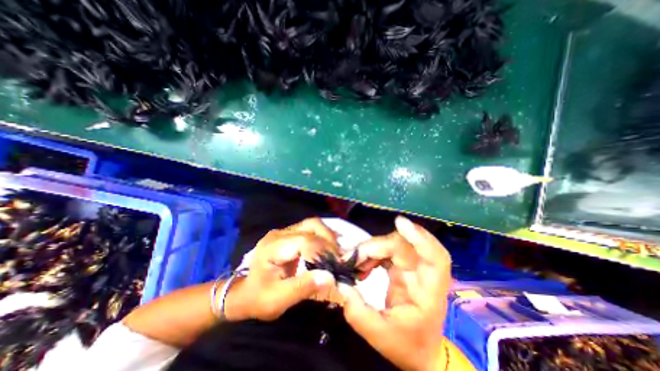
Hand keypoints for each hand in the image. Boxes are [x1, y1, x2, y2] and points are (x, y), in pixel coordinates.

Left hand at [225, 218, 339, 320]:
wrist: (243, 293)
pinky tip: (328, 249)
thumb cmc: (258, 298)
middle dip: (329, 239)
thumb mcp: (278, 300)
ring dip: (327, 237)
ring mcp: (285, 232)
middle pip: (311, 225)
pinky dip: (323, 237)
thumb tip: (331, 278)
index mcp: (274, 247)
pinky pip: (311, 230)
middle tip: (338, 257)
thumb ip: (303, 287)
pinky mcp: (290, 235)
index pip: (304, 240)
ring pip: (313, 224)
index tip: (335, 265)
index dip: (323, 250)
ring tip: (335, 253)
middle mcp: (280, 233)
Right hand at [340, 215, 453, 368]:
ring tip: (354, 265)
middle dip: (375, 247)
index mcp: (428, 291)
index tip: (400, 223)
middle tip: (352, 259)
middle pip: (402, 246)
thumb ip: (357, 311)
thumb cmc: (407, 346)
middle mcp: (423, 274)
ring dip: (371, 250)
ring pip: (392, 245)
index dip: (420, 237)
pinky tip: (361, 267)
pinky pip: (386, 251)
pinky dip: (371, 254)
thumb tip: (341, 283)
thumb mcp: (379, 336)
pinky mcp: (402, 267)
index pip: (435, 257)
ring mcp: (412, 268)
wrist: (420, 352)